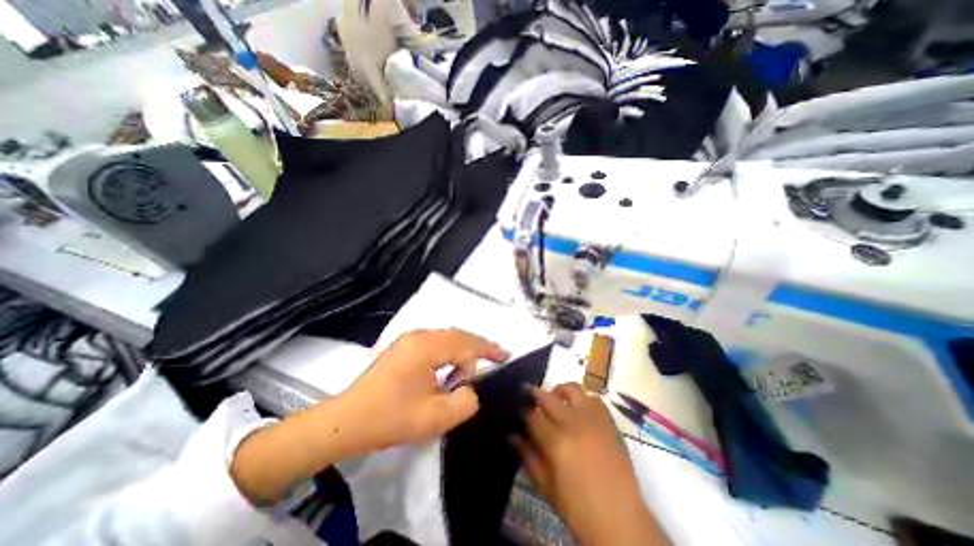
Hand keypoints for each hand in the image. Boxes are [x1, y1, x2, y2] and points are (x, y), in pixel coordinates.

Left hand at [339, 328, 510, 452]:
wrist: (346, 420)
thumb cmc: (390, 418)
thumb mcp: (434, 418)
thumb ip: (464, 402)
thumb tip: (470, 388)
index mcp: (427, 347)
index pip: (466, 344)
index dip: (488, 350)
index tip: (505, 356)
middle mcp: (419, 335)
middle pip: (458, 335)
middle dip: (478, 347)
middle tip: (496, 358)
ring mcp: (409, 339)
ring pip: (447, 337)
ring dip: (463, 350)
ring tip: (472, 369)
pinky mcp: (403, 347)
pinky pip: (435, 342)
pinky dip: (449, 352)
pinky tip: (450, 368)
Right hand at [518, 384, 670, 545]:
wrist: (619, 519)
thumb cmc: (577, 507)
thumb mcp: (545, 486)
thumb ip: (527, 456)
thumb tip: (512, 435)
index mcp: (555, 442)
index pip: (532, 416)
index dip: (524, 412)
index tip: (520, 411)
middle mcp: (573, 423)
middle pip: (548, 397)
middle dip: (535, 394)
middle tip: (530, 396)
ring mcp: (593, 419)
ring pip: (572, 389)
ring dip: (560, 391)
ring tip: (556, 399)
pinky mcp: (609, 422)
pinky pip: (594, 399)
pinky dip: (583, 399)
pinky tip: (579, 410)